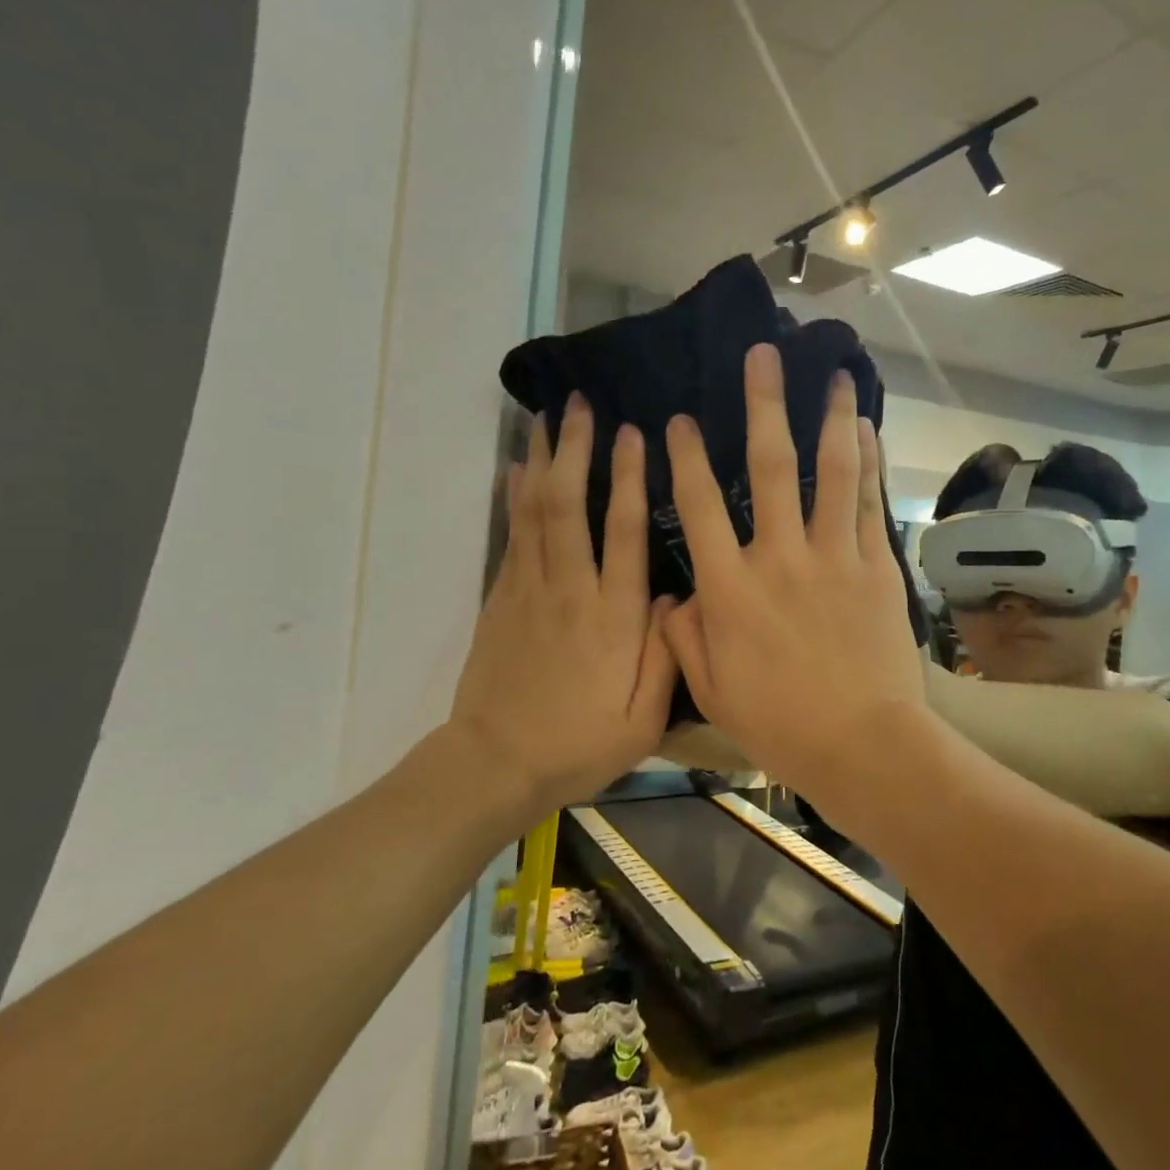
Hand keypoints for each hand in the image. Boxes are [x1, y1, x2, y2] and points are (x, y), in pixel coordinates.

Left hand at [451, 397, 678, 815]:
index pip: (625, 533)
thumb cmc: (578, 744)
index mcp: (613, 617)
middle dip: (577, 450)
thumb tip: (675, 596)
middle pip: (571, 505)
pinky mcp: (501, 598)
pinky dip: (516, 496)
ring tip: (547, 418)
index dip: (631, 479)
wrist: (495, 764)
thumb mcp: (642, 720)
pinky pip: (512, 534)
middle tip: (582, 405)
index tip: (633, 434)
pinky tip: (517, 469)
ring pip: (536, 511)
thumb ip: (665, 656)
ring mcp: (529, 590)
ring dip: (542, 460)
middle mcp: (571, 590)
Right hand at [659, 344, 924, 788]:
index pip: (699, 506)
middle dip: (762, 405)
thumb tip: (673, 599)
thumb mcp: (713, 691)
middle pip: (768, 466)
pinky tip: (867, 431)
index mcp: (730, 588)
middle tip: (762, 354)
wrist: (863, 745)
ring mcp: (834, 557)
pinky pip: (870, 505)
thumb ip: (685, 638)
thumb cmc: (781, 724)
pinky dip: (868, 464)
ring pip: (831, 472)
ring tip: (833, 374)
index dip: (685, 457)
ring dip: (830, 418)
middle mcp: (779, 557)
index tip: (679, 418)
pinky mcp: (876, 568)